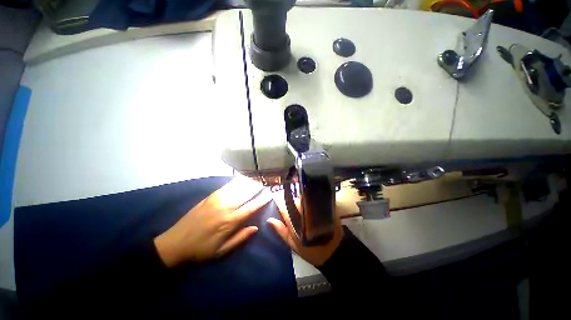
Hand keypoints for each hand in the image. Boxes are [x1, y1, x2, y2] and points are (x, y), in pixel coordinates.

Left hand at [154, 177, 271, 267]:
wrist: (176, 242)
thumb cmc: (201, 249)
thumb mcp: (222, 251)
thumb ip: (240, 238)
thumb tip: (256, 227)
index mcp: (230, 222)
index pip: (251, 207)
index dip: (262, 200)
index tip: (270, 194)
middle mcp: (226, 208)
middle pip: (246, 194)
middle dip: (258, 188)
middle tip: (266, 184)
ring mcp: (217, 200)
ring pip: (238, 188)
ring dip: (249, 183)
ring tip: (257, 180)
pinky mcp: (210, 196)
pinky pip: (227, 186)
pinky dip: (236, 182)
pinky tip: (242, 179)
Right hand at [268, 189, 342, 266]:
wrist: (334, 252)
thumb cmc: (311, 250)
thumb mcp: (293, 244)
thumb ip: (281, 230)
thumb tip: (269, 219)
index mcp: (294, 220)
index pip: (282, 204)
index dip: (278, 201)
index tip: (276, 201)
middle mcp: (304, 210)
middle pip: (293, 199)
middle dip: (290, 201)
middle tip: (290, 207)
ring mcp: (314, 207)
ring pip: (303, 197)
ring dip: (300, 200)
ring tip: (300, 207)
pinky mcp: (324, 206)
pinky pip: (314, 198)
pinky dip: (309, 200)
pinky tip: (309, 205)